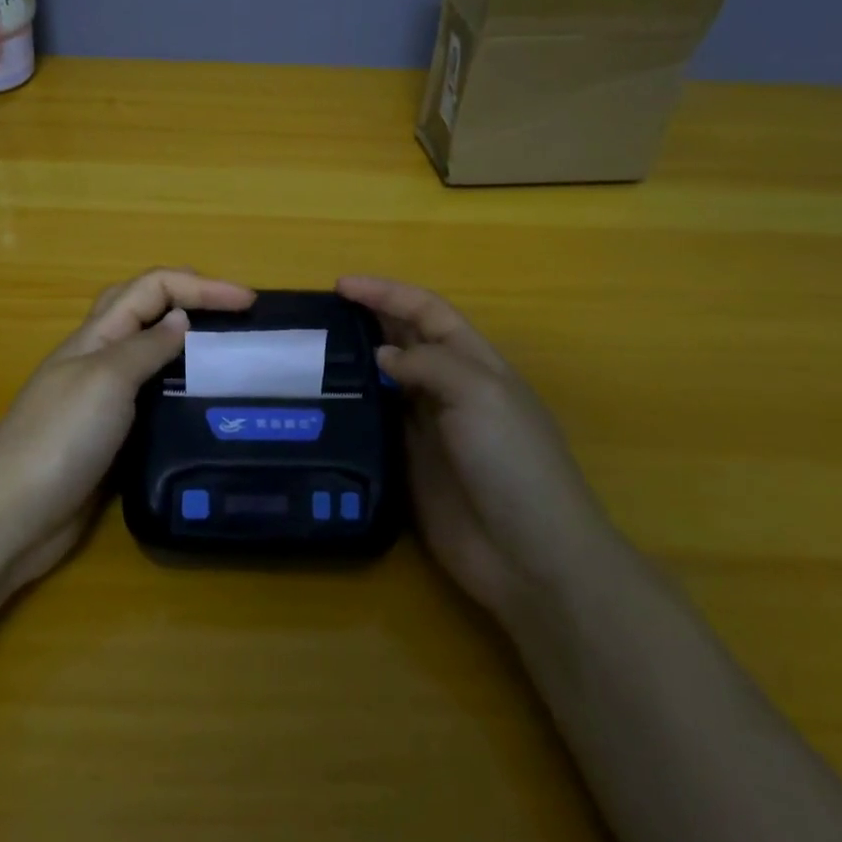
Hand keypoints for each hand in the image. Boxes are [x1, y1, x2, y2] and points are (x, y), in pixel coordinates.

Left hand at [0, 268, 255, 588]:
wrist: (12, 515)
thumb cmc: (60, 438)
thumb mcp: (107, 380)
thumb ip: (145, 347)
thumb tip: (181, 319)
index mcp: (96, 336)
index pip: (152, 288)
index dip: (200, 286)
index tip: (248, 302)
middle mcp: (100, 360)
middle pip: (146, 310)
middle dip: (191, 300)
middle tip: (237, 316)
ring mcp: (103, 401)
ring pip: (150, 356)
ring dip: (186, 345)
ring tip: (230, 357)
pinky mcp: (111, 439)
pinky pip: (150, 401)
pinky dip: (178, 392)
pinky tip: (202, 408)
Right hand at [337, 276, 612, 626]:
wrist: (530, 556)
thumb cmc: (512, 462)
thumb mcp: (479, 395)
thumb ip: (429, 364)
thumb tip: (383, 354)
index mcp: (475, 363)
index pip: (427, 312)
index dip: (387, 293)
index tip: (341, 286)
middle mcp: (450, 389)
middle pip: (405, 340)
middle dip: (369, 318)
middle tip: (320, 313)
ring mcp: (428, 429)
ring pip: (386, 380)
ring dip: (356, 362)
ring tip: (311, 352)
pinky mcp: (409, 465)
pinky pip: (376, 425)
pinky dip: (353, 408)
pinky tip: (323, 404)